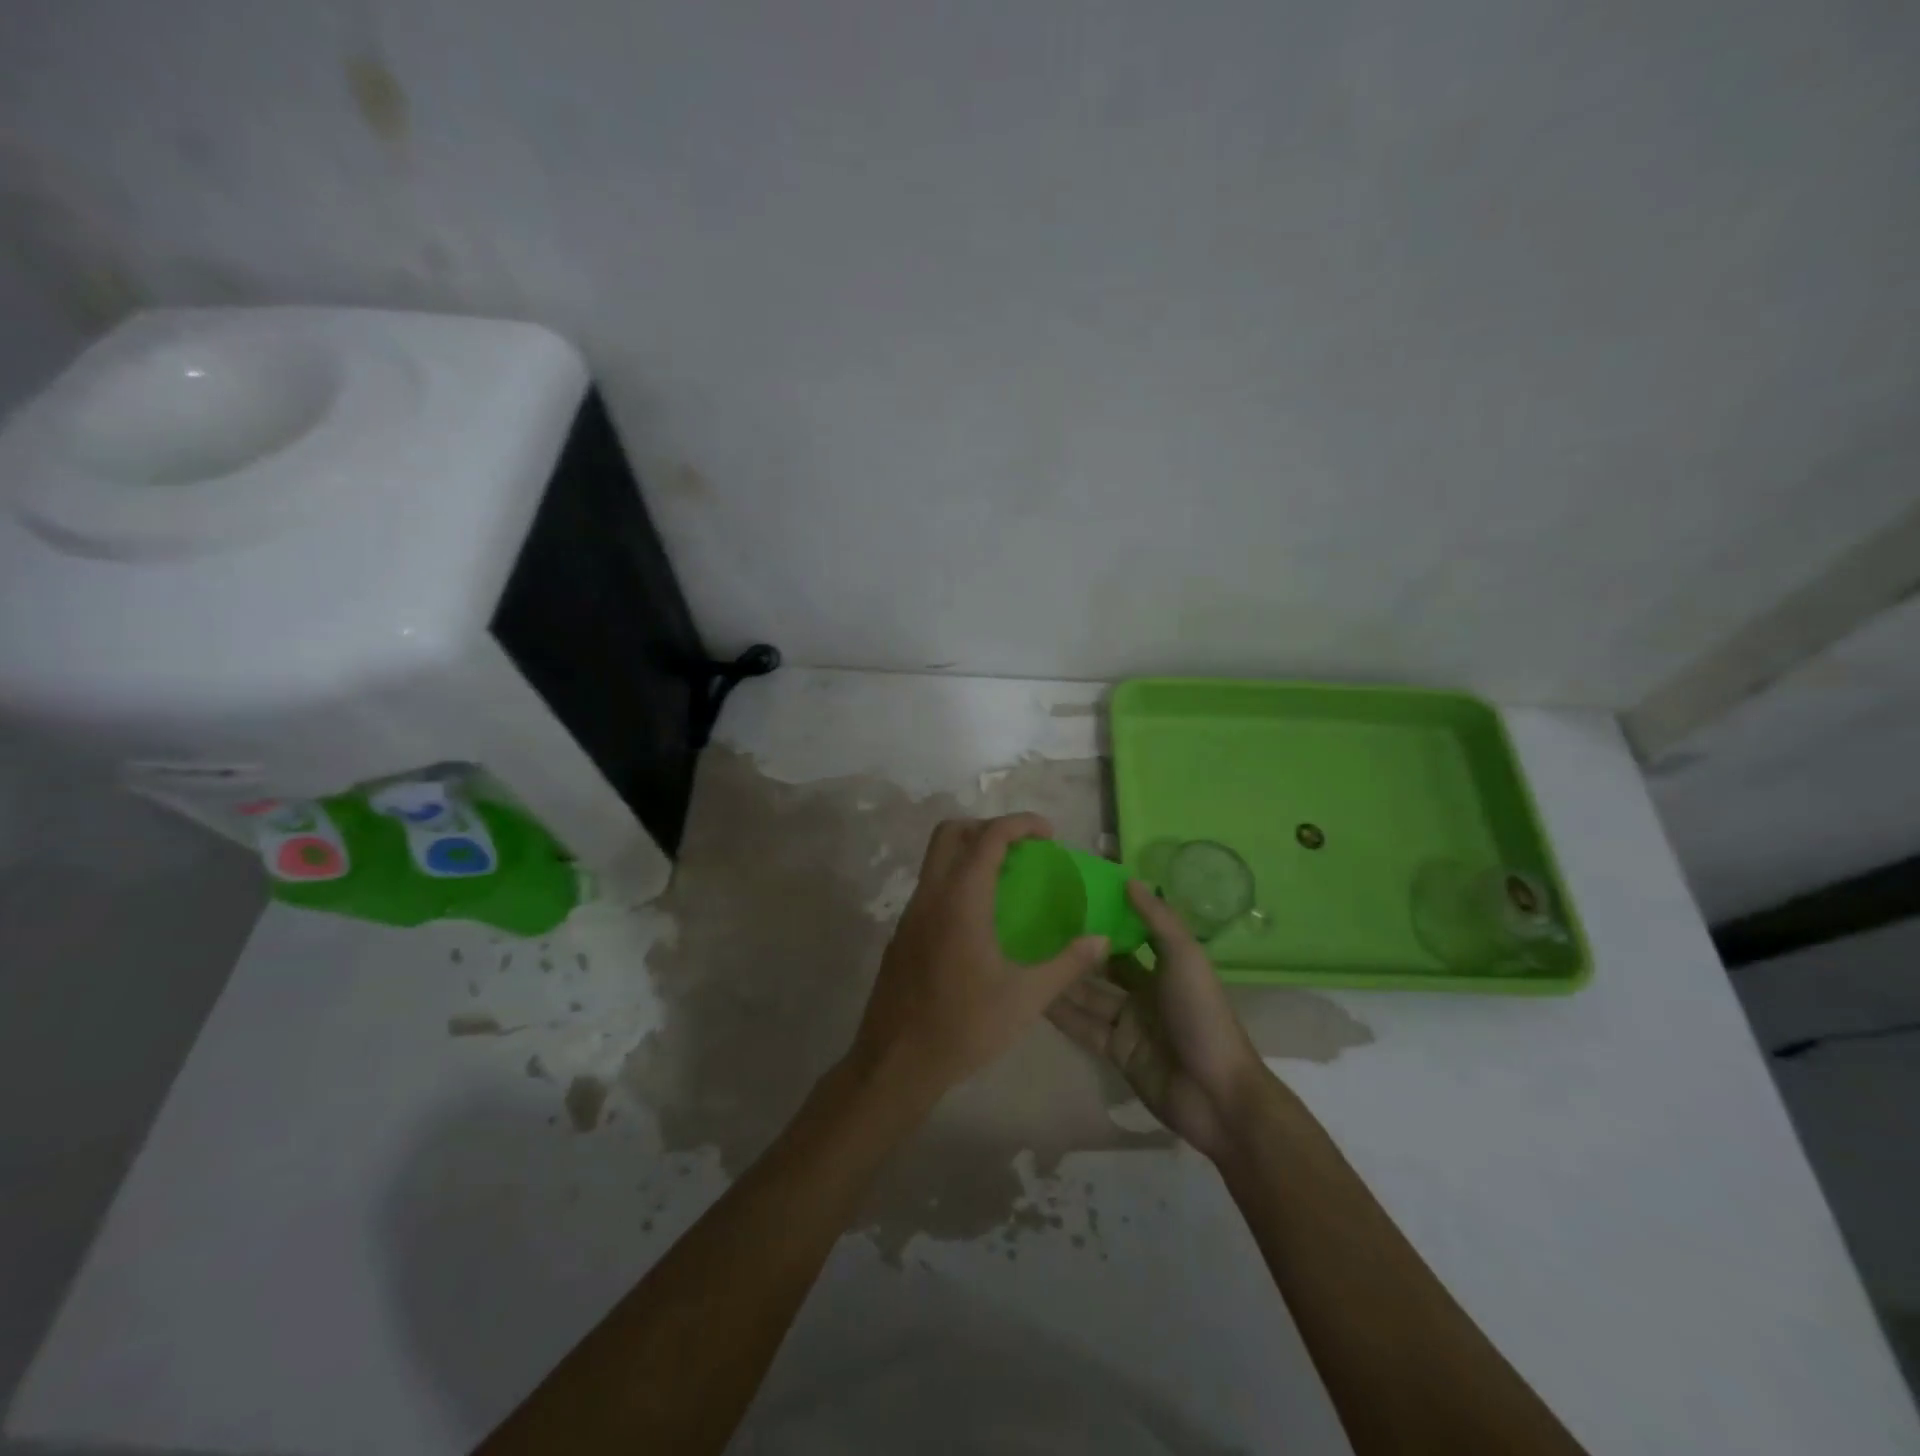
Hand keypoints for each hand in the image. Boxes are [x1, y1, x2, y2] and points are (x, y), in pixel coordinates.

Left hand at [849, 814, 1111, 1109]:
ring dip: (969, 853)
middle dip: (988, 827)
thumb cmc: (965, 1026)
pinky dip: (956, 880)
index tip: (1049, 833)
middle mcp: (931, 895)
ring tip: (1006, 880)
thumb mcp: (1026, 998)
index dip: (1020, 824)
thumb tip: (1101, 940)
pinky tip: (979, 919)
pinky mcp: (902, 934)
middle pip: (951, 832)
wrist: (896, 1062)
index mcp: (961, 900)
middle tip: (1022, 849)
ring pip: (935, 859)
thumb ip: (1067, 964)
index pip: (989, 837)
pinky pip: (930, 887)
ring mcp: (910, 914)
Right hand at [1048, 881, 1276, 1161]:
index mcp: (1167, 966)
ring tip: (1026, 955)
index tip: (1072, 895)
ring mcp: (1129, 1023)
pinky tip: (1033, 995)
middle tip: (1036, 924)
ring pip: (1089, 995)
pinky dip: (1061, 1013)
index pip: (1131, 935)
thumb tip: (1128, 880)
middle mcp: (1146, 991)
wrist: (1215, 1094)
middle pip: (1105, 965)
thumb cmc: (1202, 1016)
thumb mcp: (1185, 958)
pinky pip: (1083, 1026)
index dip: (1107, 917)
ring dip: (1063, 978)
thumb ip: (1157, 920)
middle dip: (1078, 948)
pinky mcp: (1115, 1052)